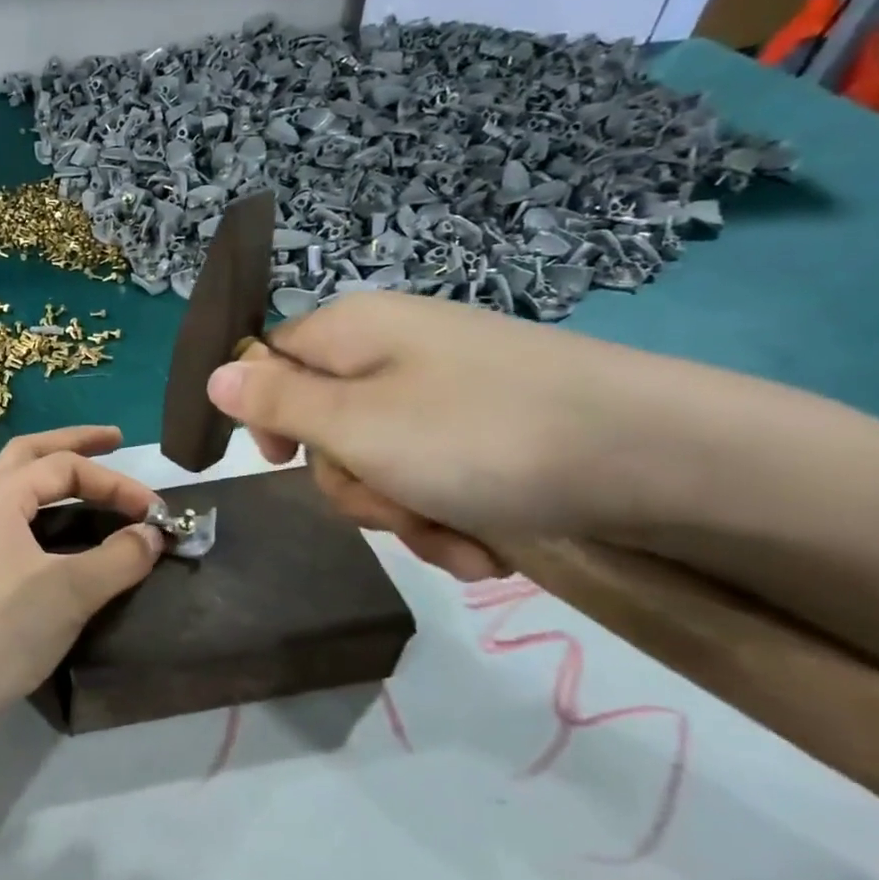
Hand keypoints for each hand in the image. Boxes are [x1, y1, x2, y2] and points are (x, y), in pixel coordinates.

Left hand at [0, 426, 164, 732]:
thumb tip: (152, 534)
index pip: (64, 467)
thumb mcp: (70, 591)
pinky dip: (42, 513)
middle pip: (29, 454)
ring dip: (54, 478)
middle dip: (74, 444)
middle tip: (115, 441)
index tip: (156, 512)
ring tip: (91, 481)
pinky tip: (60, 533)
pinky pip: (10, 521)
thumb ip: (119, 557)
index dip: (116, 483)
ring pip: (15, 488)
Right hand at [205, 293, 699, 580]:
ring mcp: (443, 394)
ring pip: (379, 464)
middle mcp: (393, 354)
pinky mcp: (486, 432)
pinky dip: (448, 518)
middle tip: (394, 505)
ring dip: (405, 514)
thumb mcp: (357, 425)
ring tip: (457, 539)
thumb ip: (275, 404)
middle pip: (325, 426)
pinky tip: (486, 546)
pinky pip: (433, 478)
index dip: (268, 417)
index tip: (289, 460)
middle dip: (353, 484)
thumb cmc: (482, 436)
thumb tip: (214, 376)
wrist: (664, 459)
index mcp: (352, 333)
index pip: (269, 362)